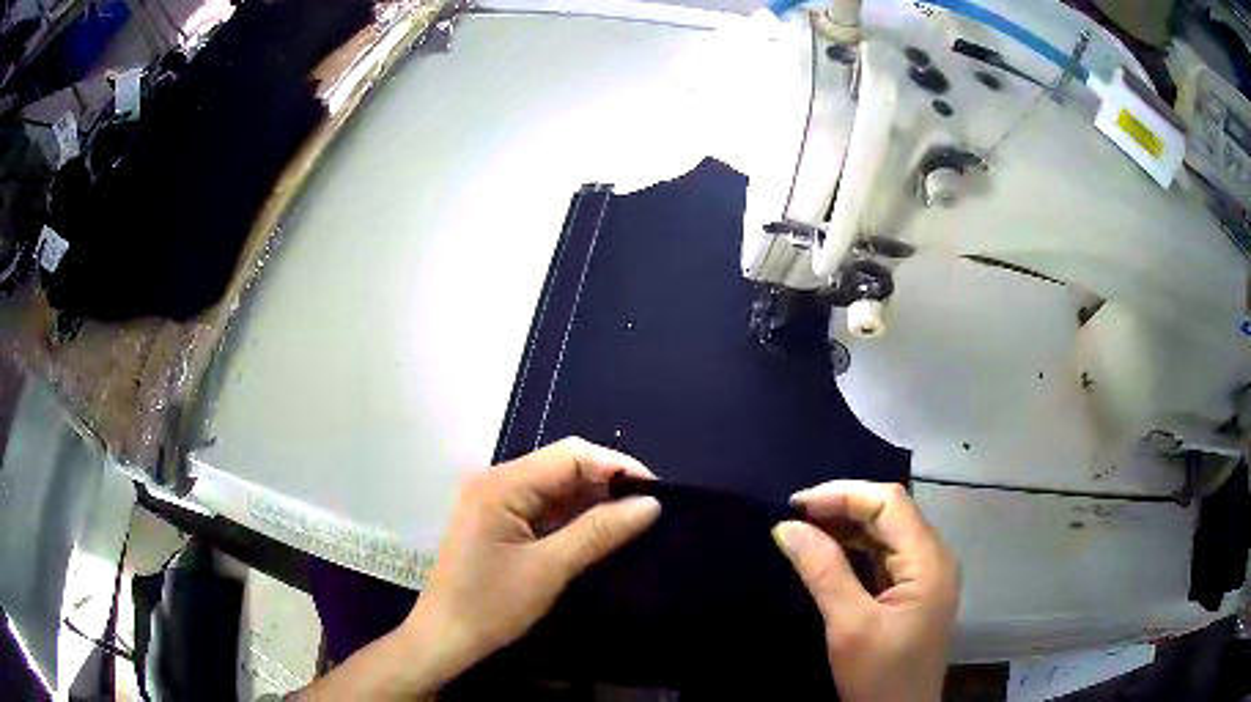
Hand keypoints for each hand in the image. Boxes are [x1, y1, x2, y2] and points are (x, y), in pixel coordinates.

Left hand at [399, 438, 660, 690]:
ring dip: (592, 500)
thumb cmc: (491, 606)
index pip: (571, 455)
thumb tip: (651, 504)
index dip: (617, 466)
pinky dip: (572, 516)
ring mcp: (495, 500)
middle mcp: (496, 481)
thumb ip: (600, 532)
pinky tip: (599, 529)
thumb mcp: (550, 569)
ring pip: (555, 487)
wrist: (445, 638)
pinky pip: (543, 506)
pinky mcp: (498, 520)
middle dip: (607, 482)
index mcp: (502, 484)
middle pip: (563, 466)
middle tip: (649, 508)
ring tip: (633, 518)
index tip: (657, 492)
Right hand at [772, 481, 959, 701]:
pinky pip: (884, 556)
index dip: (843, 495)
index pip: (890, 503)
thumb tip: (787, 527)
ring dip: (847, 526)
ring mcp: (925, 575)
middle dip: (843, 507)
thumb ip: (823, 572)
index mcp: (929, 560)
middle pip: (891, 512)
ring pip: (887, 533)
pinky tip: (829, 553)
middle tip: (795, 517)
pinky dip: (855, 549)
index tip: (795, 505)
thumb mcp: (849, 626)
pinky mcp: (913, 592)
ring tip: (805, 530)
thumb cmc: (880, 676)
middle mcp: (933, 558)